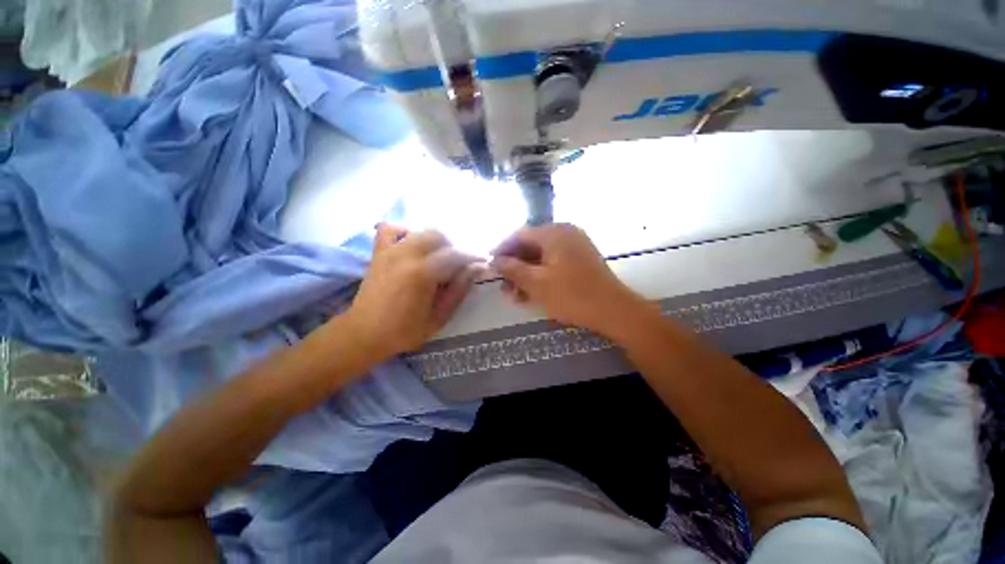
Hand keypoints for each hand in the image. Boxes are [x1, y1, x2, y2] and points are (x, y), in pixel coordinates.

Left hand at [345, 224, 481, 362]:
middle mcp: (405, 255)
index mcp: (422, 273)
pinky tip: (412, 246)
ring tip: (439, 259)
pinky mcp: (379, 252)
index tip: (482, 261)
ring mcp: (389, 251)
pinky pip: (391, 229)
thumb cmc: (404, 331)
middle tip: (458, 265)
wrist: (364, 334)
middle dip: (454, 247)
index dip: (472, 256)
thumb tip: (477, 268)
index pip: (454, 254)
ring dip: (435, 241)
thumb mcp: (439, 317)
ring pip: (420, 231)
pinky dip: (406, 233)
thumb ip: (459, 290)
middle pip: (438, 235)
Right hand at [490, 223, 649, 335]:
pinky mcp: (581, 259)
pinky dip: (541, 276)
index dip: (502, 249)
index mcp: (554, 232)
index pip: (520, 235)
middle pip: (531, 246)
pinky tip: (532, 293)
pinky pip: (554, 263)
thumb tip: (495, 260)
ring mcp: (575, 246)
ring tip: (515, 295)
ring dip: (526, 274)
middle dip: (515, 266)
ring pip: (542, 257)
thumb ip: (512, 269)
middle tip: (503, 286)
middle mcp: (565, 233)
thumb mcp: (536, 283)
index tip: (490, 264)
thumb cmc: (572, 295)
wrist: (613, 310)